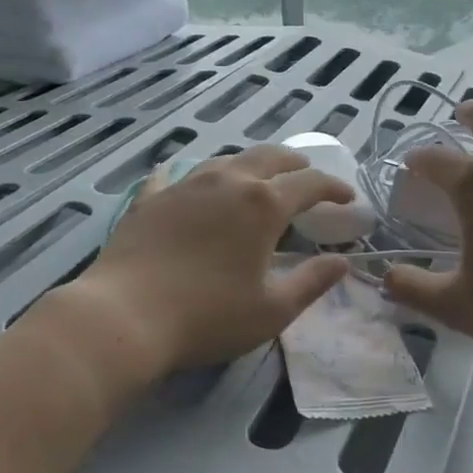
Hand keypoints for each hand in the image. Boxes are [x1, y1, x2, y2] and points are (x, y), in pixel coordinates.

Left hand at [78, 145, 352, 372]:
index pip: (310, 183)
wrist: (124, 315)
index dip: (334, 187)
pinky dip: (189, 176)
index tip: (348, 198)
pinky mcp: (150, 198)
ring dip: (249, 165)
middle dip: (294, 163)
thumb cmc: (208, 316)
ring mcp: (185, 184)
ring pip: (226, 160)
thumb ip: (311, 282)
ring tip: (256, 177)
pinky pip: (174, 175)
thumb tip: (342, 262)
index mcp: (263, 204)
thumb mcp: (272, 310)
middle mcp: (227, 181)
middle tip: (306, 174)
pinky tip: (183, 179)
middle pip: (269, 157)